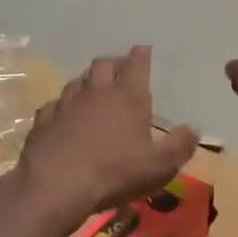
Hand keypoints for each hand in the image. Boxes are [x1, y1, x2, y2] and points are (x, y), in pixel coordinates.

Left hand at [7, 46, 198, 235]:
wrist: (55, 186)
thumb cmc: (114, 173)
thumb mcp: (158, 166)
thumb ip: (180, 146)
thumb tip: (193, 129)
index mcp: (127, 96)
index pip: (137, 62)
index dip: (142, 54)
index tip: (144, 50)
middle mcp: (96, 91)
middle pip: (103, 64)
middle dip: (114, 64)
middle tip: (120, 71)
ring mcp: (66, 103)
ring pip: (77, 81)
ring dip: (87, 82)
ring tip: (93, 92)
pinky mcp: (43, 120)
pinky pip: (54, 104)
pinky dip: (62, 106)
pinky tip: (64, 116)